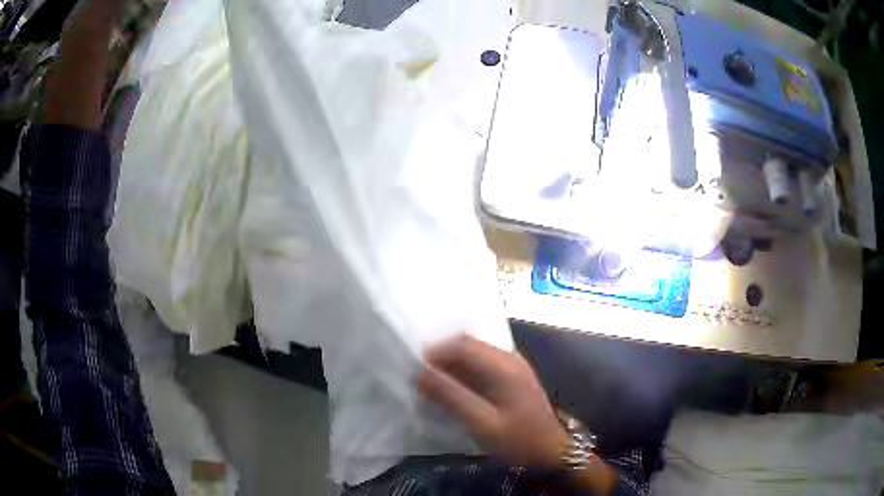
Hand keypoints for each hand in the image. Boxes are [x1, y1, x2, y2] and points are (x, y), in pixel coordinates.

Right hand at [417, 334, 570, 467]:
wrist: (553, 451)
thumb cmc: (519, 440)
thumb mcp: (482, 423)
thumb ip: (451, 397)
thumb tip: (420, 374)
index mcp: (503, 365)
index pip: (463, 344)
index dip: (436, 352)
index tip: (417, 370)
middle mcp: (510, 358)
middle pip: (469, 345)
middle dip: (443, 357)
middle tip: (424, 378)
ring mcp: (514, 366)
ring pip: (476, 354)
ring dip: (453, 365)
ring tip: (436, 385)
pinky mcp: (515, 377)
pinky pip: (483, 365)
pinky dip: (465, 372)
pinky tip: (458, 390)